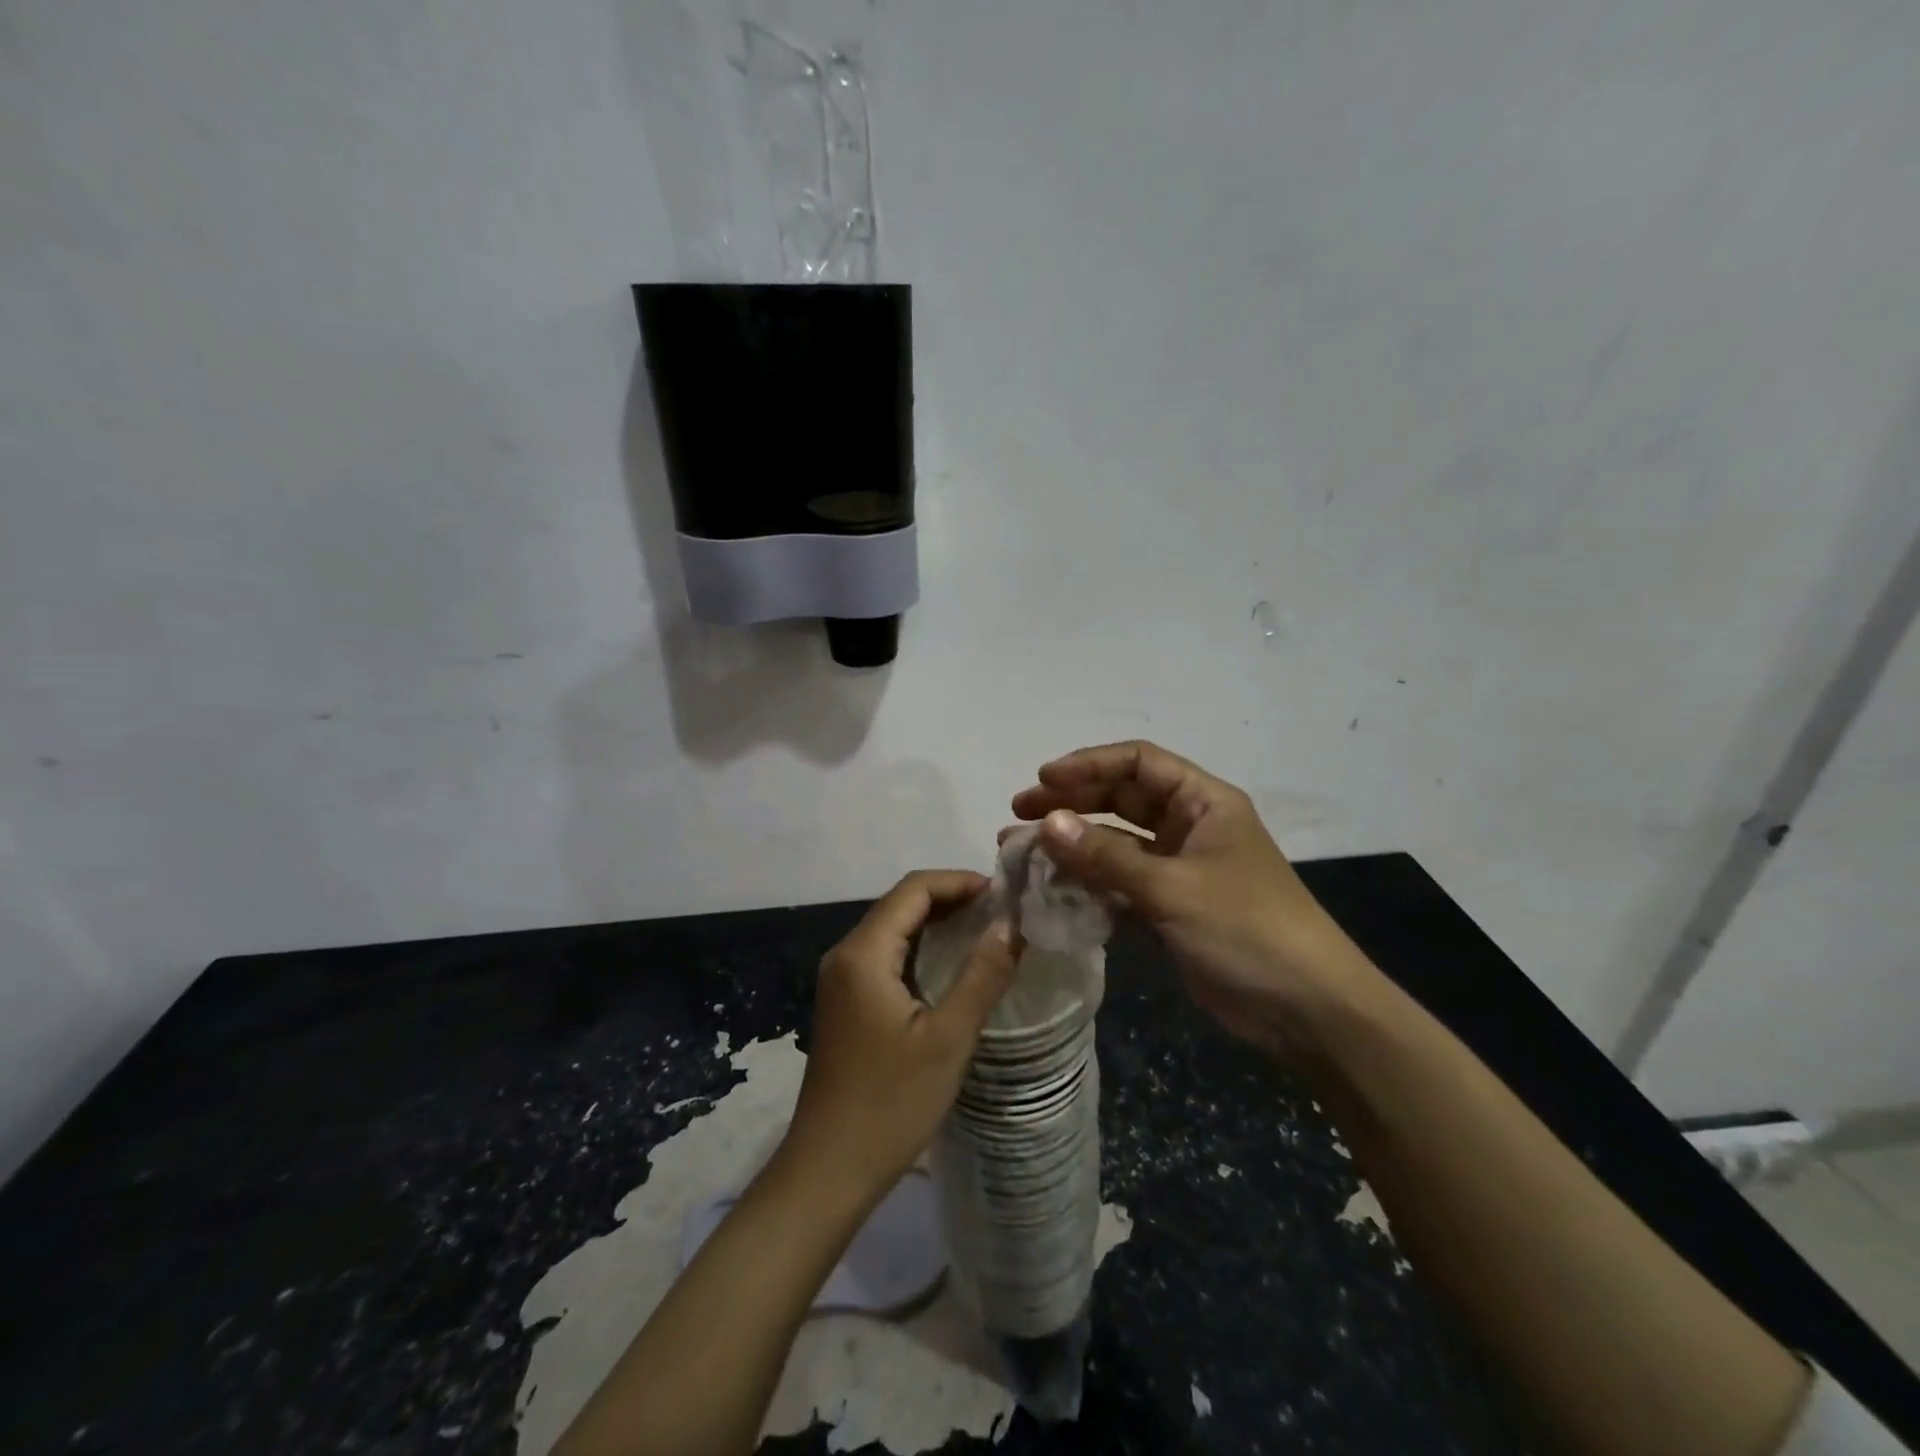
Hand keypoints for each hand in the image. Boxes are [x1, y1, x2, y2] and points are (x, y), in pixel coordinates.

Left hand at [779, 871, 1020, 1202]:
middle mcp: (845, 955)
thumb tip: (1012, 924)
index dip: (959, 881)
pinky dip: (920, 948)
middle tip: (1001, 912)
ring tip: (985, 931)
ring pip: (893, 929)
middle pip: (900, 904)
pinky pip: (885, 956)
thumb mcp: (948, 1038)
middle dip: (950, 898)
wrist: (828, 1171)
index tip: (1003, 894)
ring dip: (936, 922)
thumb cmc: (890, 1104)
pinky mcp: (845, 1004)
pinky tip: (950, 966)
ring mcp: (840, 980)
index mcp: (863, 953)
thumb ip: (982, 975)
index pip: (913, 889)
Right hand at [1012, 741, 1374, 1060]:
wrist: (1306, 1010)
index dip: (1089, 765)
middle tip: (1018, 814)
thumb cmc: (1247, 930)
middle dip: (1070, 804)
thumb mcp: (1173, 888)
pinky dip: (1089, 885)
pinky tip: (1053, 891)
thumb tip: (1047, 823)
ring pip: (1115, 844)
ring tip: (1022, 853)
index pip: (1138, 763)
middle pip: (1120, 800)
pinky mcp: (1170, 907)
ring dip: (1073, 847)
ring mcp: (1179, 868)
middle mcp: (1189, 827)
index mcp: (1203, 803)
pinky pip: (1120, 884)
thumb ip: (1107, 857)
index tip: (1043, 780)